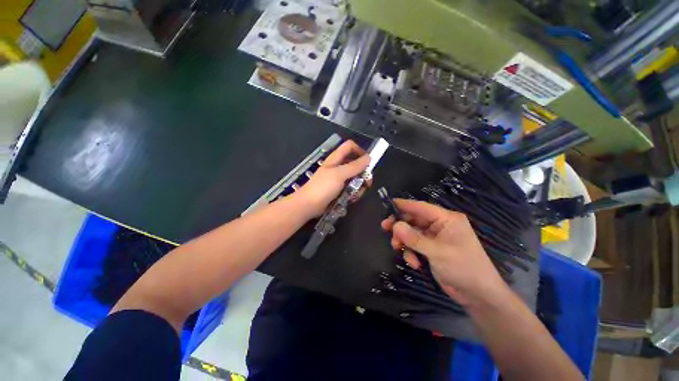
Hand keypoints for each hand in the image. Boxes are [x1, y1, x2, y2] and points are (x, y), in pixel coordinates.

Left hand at [296, 140, 369, 216]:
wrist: (309, 205)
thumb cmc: (323, 187)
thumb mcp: (339, 174)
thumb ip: (354, 166)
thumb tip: (369, 157)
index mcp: (336, 159)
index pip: (350, 147)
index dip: (360, 151)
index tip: (368, 162)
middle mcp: (338, 167)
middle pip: (355, 164)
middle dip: (363, 173)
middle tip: (367, 183)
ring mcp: (338, 179)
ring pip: (354, 178)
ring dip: (359, 186)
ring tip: (357, 194)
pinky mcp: (338, 190)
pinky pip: (350, 188)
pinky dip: (353, 193)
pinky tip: (352, 199)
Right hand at [381, 199, 507, 306]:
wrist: (478, 296)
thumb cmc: (463, 268)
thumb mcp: (437, 252)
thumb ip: (414, 238)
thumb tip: (395, 225)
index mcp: (446, 219)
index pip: (420, 207)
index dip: (403, 205)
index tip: (386, 205)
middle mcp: (440, 225)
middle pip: (413, 219)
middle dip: (400, 226)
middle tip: (385, 228)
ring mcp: (435, 237)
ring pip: (411, 233)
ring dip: (404, 241)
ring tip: (398, 249)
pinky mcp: (431, 248)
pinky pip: (415, 244)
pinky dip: (411, 252)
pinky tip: (414, 263)